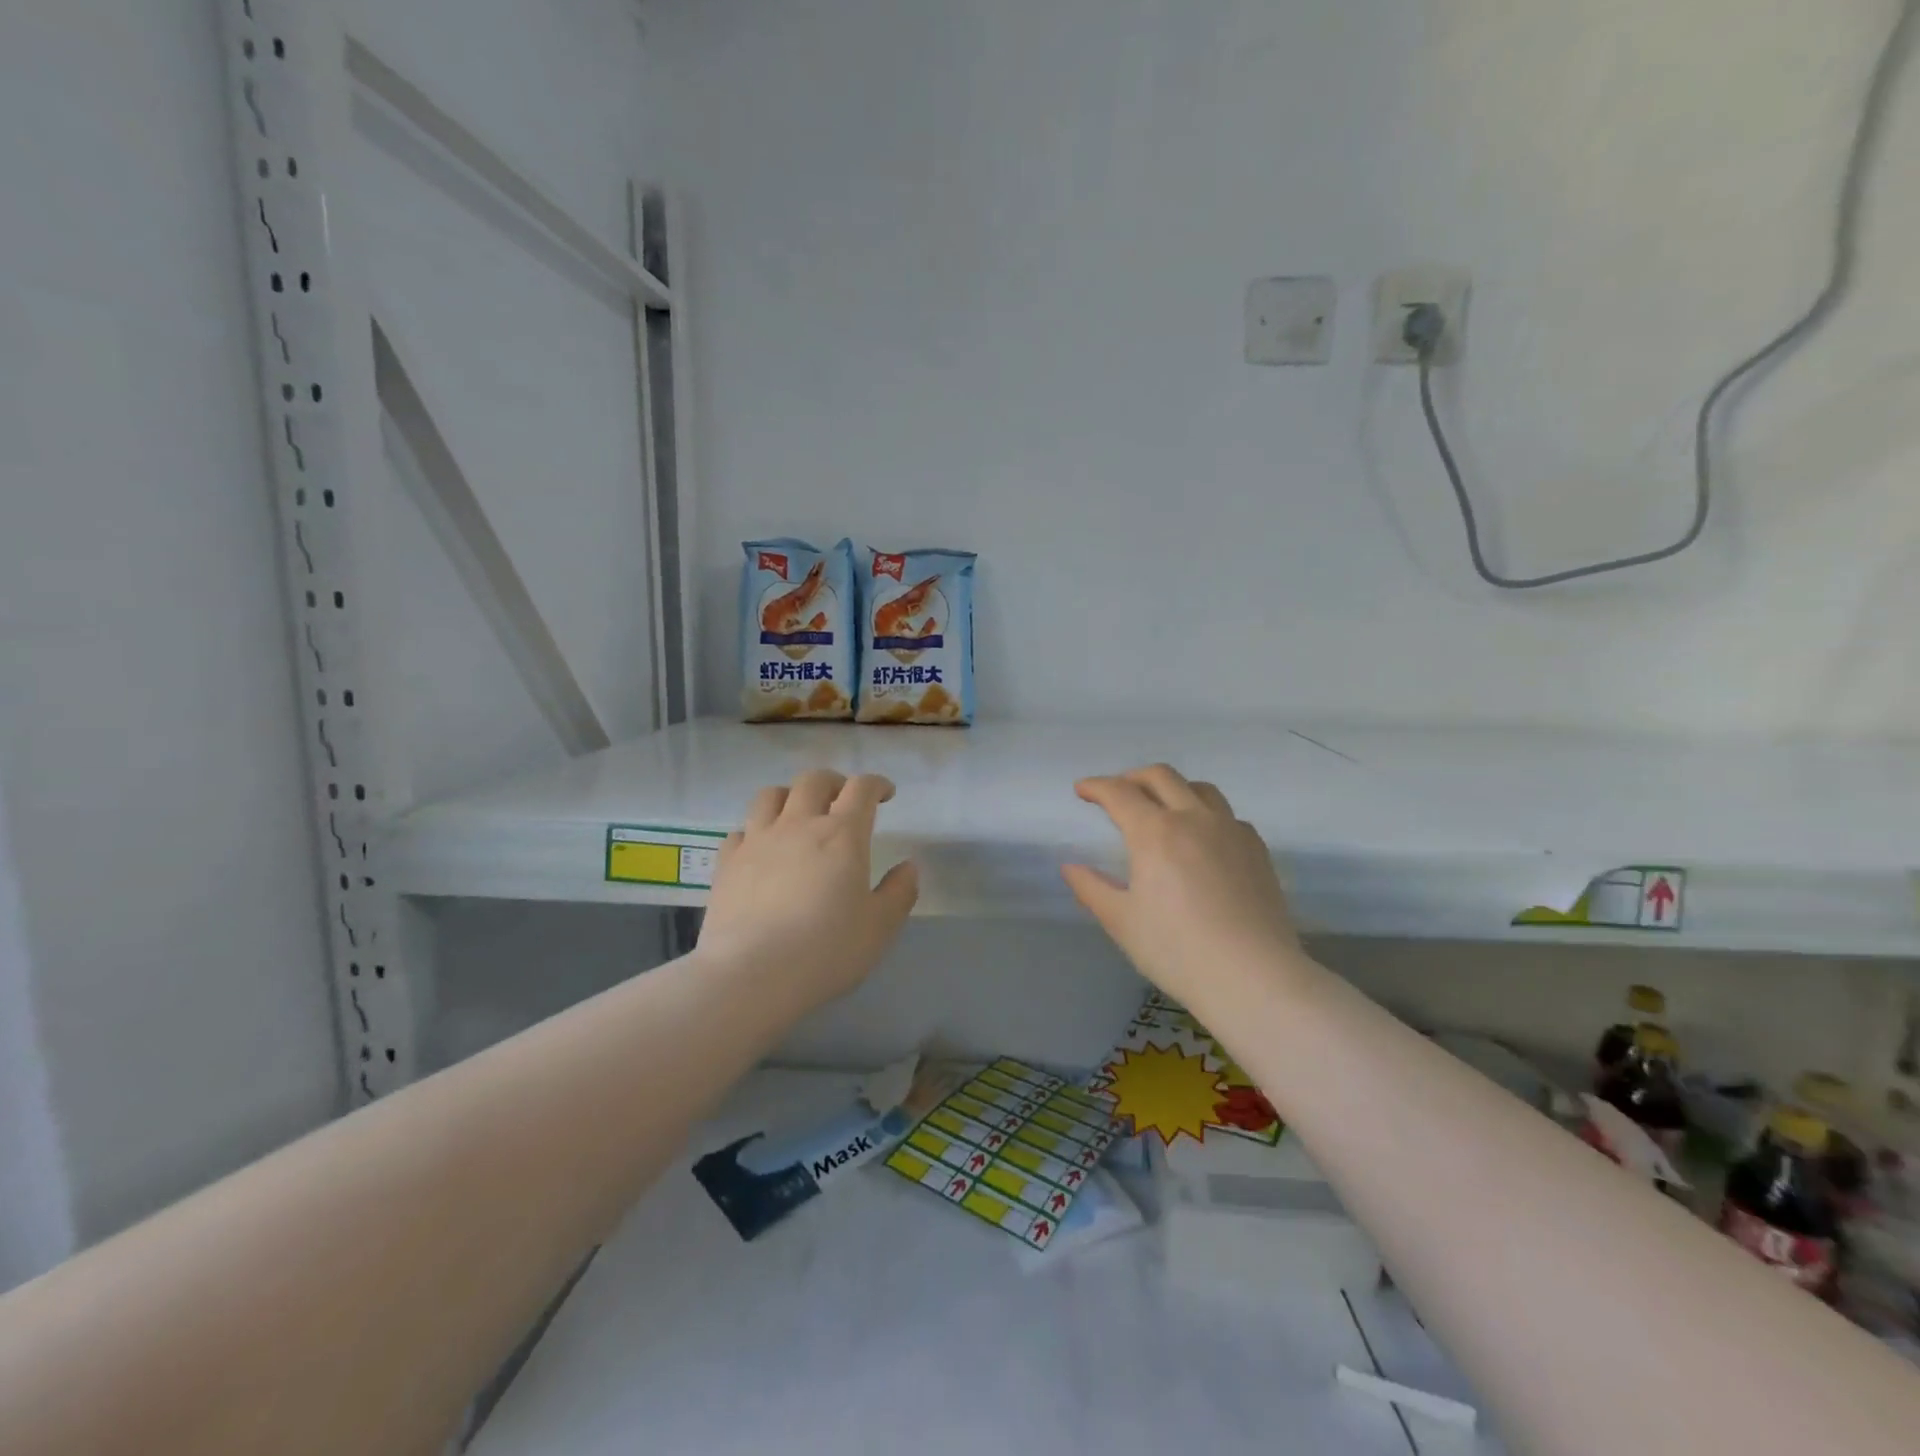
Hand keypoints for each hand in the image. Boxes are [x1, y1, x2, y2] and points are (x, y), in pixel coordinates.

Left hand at [696, 770, 918, 1012]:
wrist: (752, 974)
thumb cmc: (826, 950)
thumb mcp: (879, 927)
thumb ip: (899, 892)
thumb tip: (908, 867)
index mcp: (842, 834)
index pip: (861, 789)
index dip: (876, 784)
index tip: (885, 794)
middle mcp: (798, 825)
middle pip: (814, 781)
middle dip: (834, 782)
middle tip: (843, 799)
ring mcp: (757, 840)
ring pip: (770, 795)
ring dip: (790, 796)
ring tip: (798, 814)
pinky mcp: (727, 863)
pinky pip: (740, 831)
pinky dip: (754, 831)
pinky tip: (760, 849)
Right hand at [1062, 764, 1303, 1008]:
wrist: (1254, 977)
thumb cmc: (1177, 950)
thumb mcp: (1122, 922)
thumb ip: (1092, 888)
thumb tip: (1069, 867)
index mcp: (1155, 832)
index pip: (1119, 793)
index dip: (1096, 787)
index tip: (1082, 790)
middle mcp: (1194, 818)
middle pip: (1161, 777)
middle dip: (1132, 778)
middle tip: (1117, 793)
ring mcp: (1231, 830)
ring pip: (1200, 789)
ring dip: (1173, 788)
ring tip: (1161, 808)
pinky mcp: (1257, 849)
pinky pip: (1227, 815)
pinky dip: (1205, 813)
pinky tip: (1202, 839)